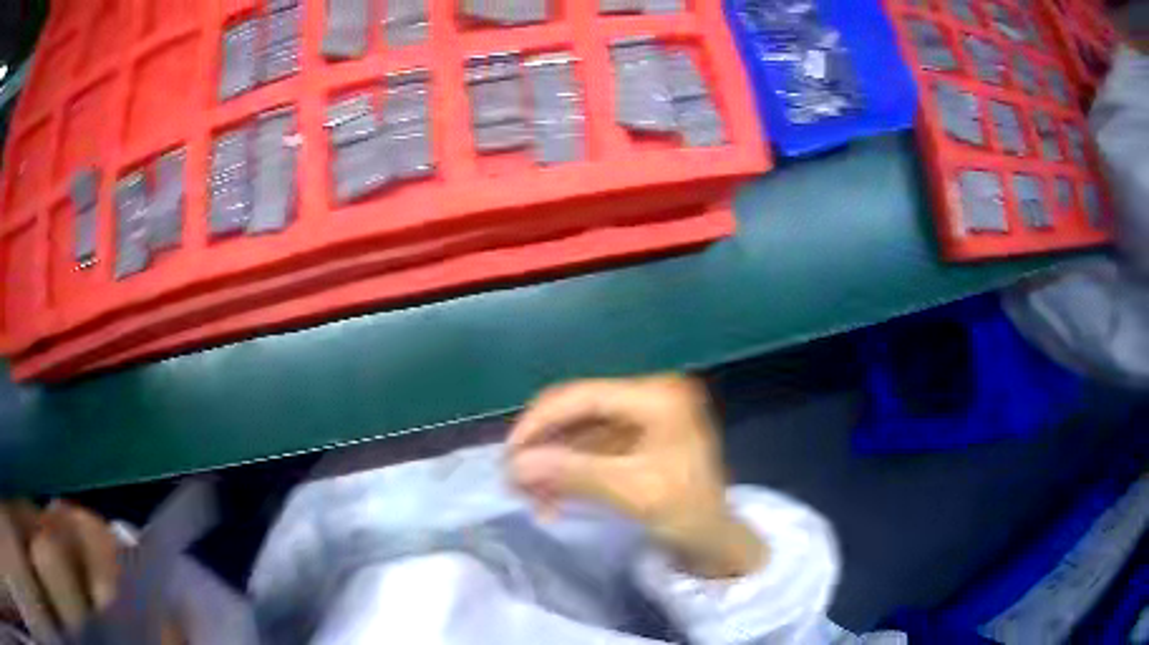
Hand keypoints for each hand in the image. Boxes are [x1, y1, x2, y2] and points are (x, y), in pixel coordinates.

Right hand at [507, 375, 765, 577]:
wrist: (716, 539)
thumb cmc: (688, 512)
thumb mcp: (632, 492)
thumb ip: (573, 473)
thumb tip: (515, 464)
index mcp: (657, 396)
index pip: (583, 396)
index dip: (539, 422)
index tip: (508, 454)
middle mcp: (647, 396)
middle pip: (577, 412)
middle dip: (543, 447)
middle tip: (514, 481)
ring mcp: (641, 418)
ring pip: (578, 433)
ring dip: (551, 464)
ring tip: (529, 498)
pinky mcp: (635, 440)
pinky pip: (589, 449)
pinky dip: (567, 473)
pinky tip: (551, 500)